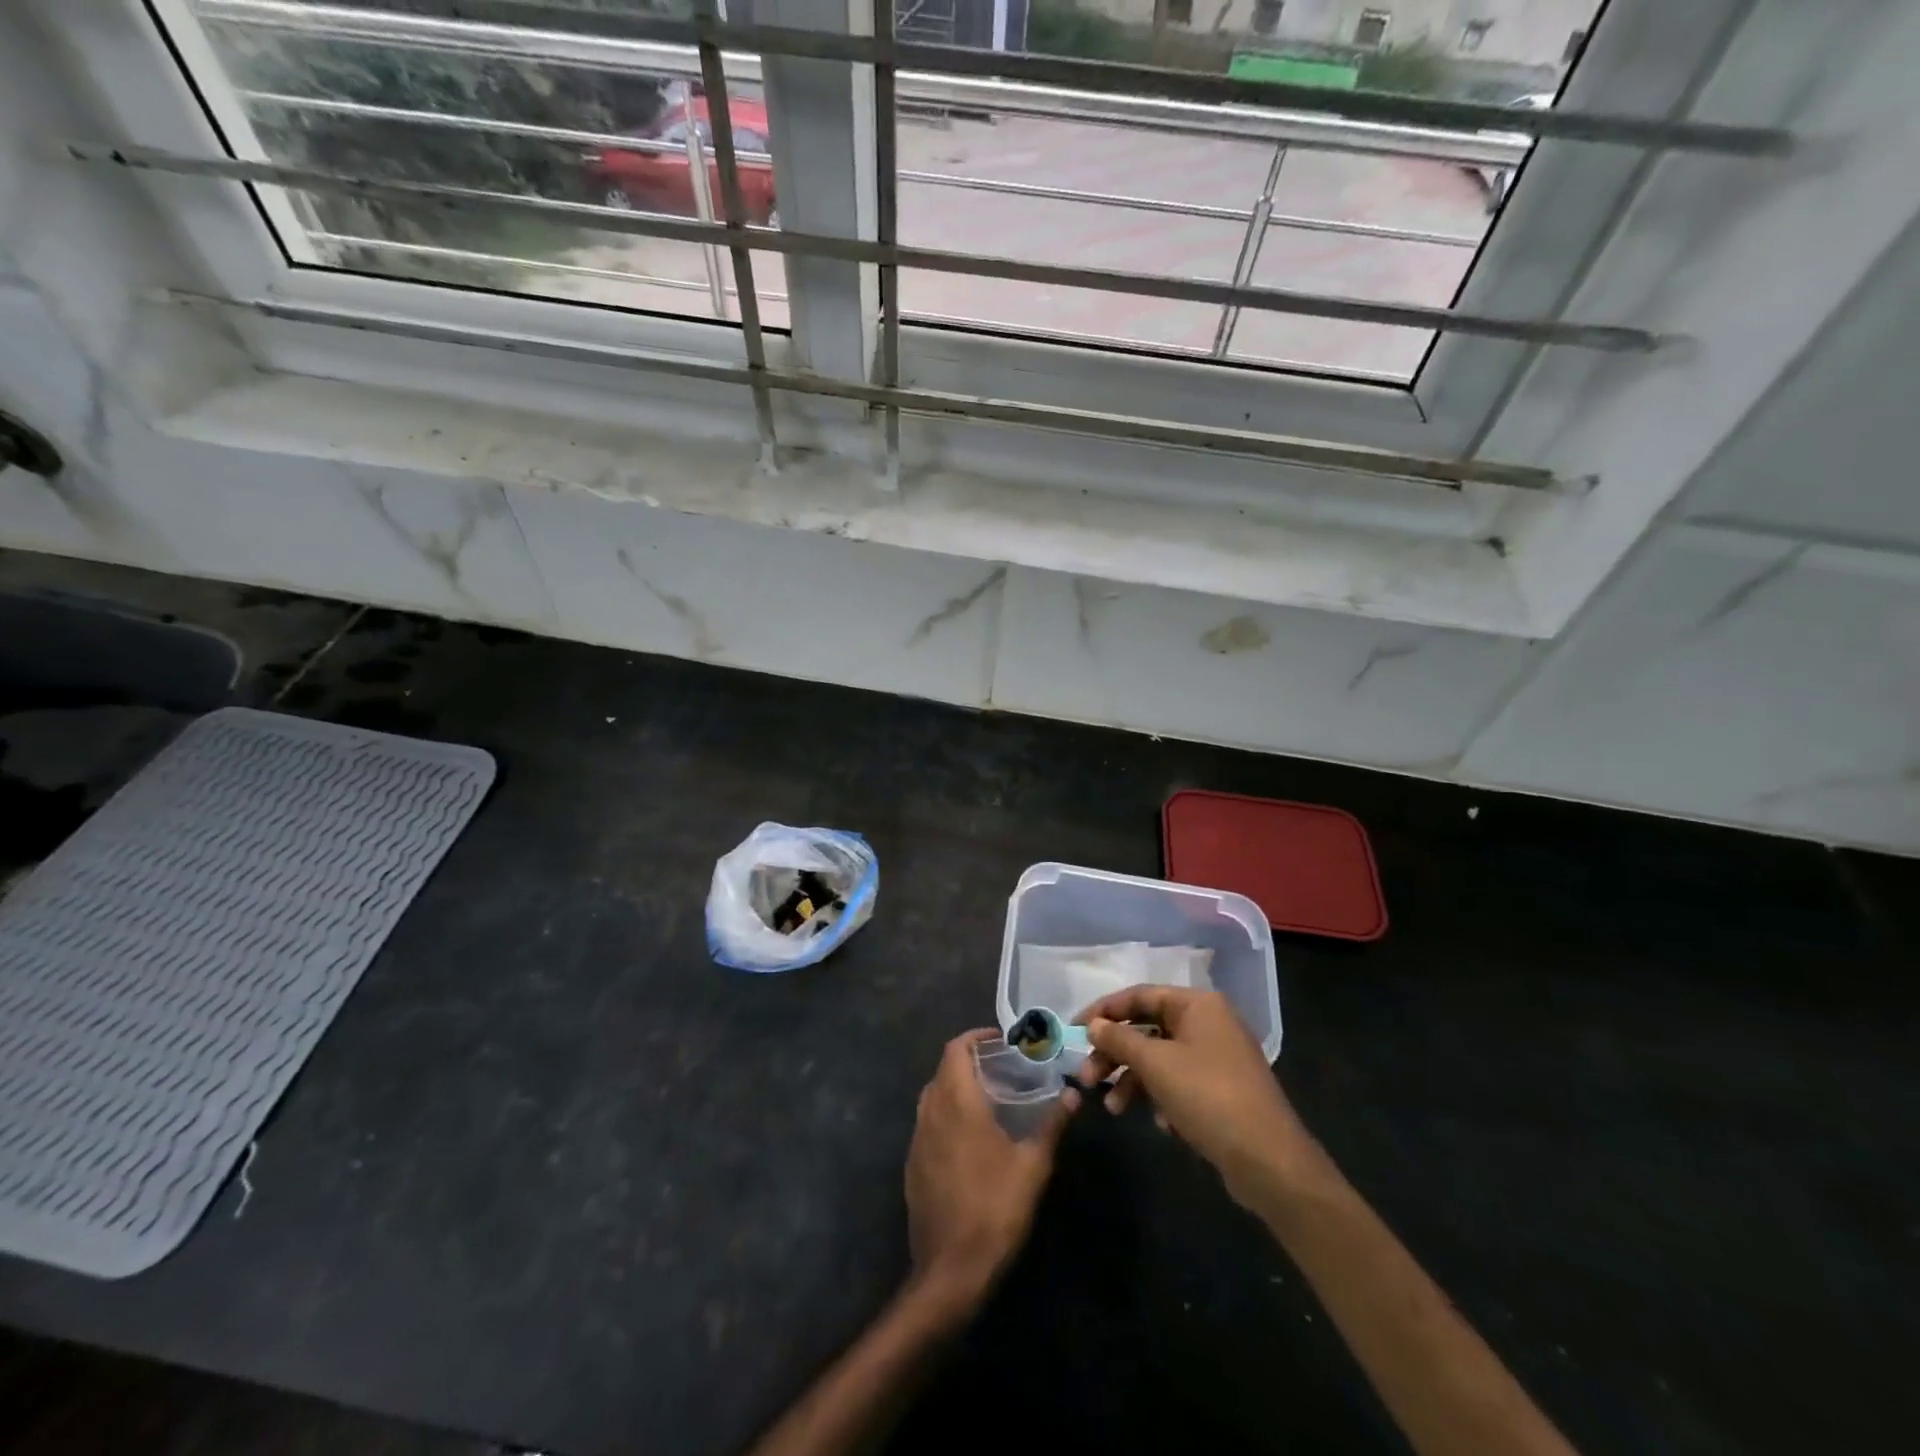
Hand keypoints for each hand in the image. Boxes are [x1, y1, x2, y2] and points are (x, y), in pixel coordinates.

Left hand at [905, 1030, 1074, 1314]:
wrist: (950, 1269)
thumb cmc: (995, 1209)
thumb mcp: (1033, 1166)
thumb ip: (1052, 1125)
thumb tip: (1073, 1095)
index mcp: (957, 1102)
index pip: (955, 1049)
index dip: (974, 1037)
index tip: (999, 1040)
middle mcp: (931, 1111)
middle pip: (943, 1069)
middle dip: (968, 1061)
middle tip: (1000, 1068)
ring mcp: (917, 1139)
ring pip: (932, 1095)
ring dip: (954, 1087)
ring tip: (987, 1098)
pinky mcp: (912, 1164)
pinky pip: (927, 1123)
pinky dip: (945, 1114)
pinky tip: (969, 1137)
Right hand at [1073, 986, 1314, 1208]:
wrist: (1270, 1162)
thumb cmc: (1208, 1097)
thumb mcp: (1156, 1064)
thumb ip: (1120, 1039)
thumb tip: (1094, 1024)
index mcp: (1197, 1004)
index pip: (1138, 995)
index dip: (1103, 1011)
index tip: (1073, 1031)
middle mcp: (1208, 1023)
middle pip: (1147, 1028)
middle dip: (1115, 1053)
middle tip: (1087, 1077)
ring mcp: (1217, 1057)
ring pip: (1160, 1058)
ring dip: (1132, 1080)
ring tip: (1113, 1108)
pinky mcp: (1221, 1090)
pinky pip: (1178, 1082)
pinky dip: (1160, 1097)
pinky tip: (1160, 1124)